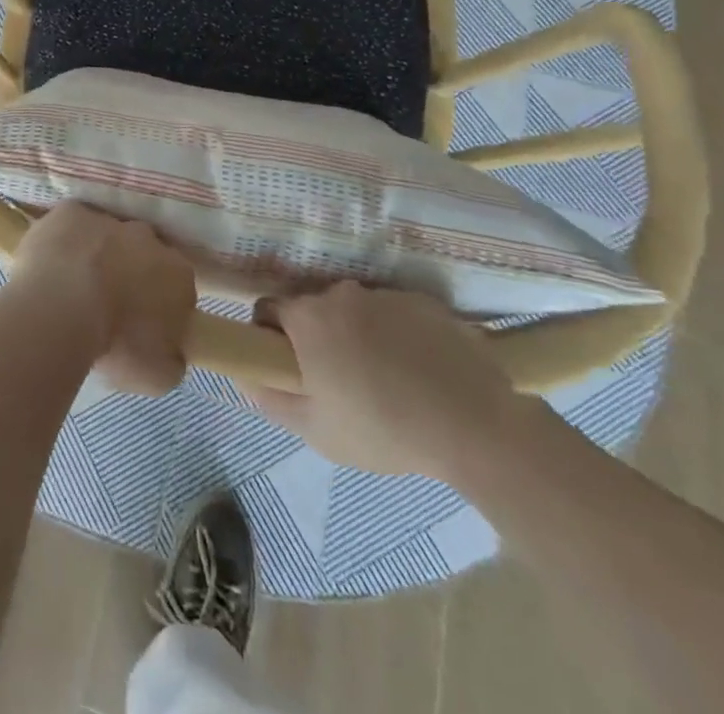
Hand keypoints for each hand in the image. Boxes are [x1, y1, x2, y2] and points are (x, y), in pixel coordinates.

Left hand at [9, 203, 195, 395]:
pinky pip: (70, 224)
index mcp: (178, 275)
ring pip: (106, 235)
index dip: (160, 305)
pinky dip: (64, 240)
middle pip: (143, 253)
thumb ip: (171, 359)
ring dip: (96, 254)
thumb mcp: (158, 375)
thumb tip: (170, 352)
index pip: (177, 287)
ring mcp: (108, 220)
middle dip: (130, 272)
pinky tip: (51, 263)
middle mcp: (148, 238)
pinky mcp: (70, 212)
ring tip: (73, 285)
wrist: (62, 308)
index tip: (142, 325)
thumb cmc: (115, 344)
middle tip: (107, 302)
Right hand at [242, 282, 539, 481]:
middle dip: (318, 336)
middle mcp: (340, 294)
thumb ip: (272, 400)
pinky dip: (398, 335)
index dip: (270, 336)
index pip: (268, 310)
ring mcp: (385, 294)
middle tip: (338, 378)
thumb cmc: (385, 428)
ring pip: (356, 310)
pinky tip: (419, 371)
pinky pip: (396, 314)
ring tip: (387, 378)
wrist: (477, 426)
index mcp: (307, 317)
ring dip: (359, 334)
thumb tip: (245, 377)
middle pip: (314, 309)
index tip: (288, 365)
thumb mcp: (317, 430)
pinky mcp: (425, 302)